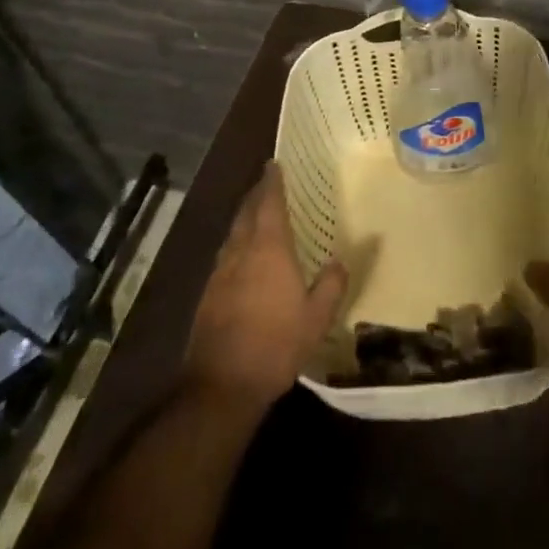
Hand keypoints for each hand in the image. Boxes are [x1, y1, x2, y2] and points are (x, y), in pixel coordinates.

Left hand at [183, 163, 347, 413]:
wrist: (221, 384)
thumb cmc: (275, 345)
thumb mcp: (316, 318)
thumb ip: (330, 286)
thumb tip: (340, 261)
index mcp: (269, 250)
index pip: (269, 204)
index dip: (271, 183)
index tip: (273, 164)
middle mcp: (241, 253)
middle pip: (246, 214)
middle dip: (256, 196)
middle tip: (266, 183)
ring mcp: (220, 274)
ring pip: (233, 234)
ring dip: (244, 219)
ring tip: (256, 214)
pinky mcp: (209, 295)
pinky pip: (226, 256)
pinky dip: (237, 244)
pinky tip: (243, 256)